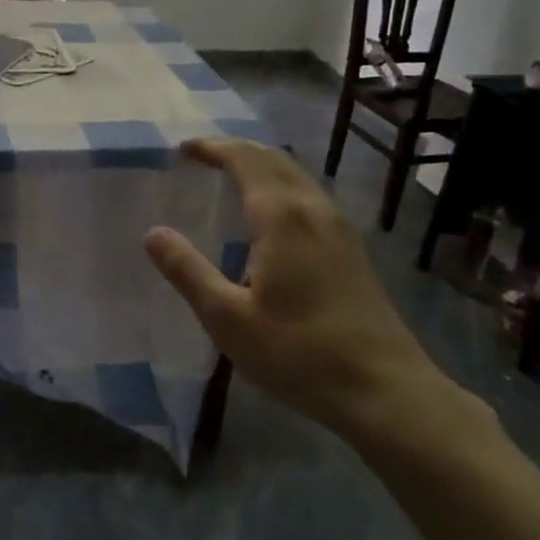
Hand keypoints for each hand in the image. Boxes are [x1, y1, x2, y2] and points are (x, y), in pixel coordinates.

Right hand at [143, 138, 457, 438]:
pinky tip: (269, 211)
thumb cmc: (299, 353)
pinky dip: (279, 184)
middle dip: (235, 149)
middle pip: (273, 159)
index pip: (244, 160)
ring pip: (295, 175)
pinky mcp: (351, 248)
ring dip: (260, 164)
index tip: (182, 150)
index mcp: (282, 218)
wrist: (385, 390)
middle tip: (200, 156)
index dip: (212, 148)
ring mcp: (338, 228)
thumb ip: (187, 271)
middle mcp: (313, 210)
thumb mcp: (228, 318)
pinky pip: (308, 194)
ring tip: (229, 174)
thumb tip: (153, 233)